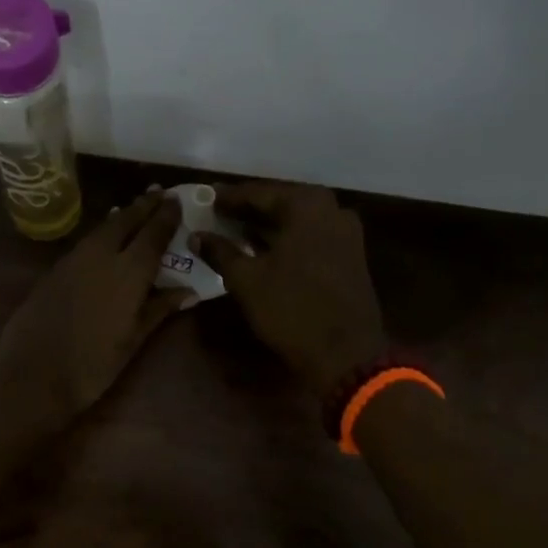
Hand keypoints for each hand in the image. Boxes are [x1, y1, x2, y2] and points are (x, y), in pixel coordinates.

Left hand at [0, 191, 186, 422]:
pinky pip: (86, 241)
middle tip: (158, 192)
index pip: (153, 234)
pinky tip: (105, 238)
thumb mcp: (133, 341)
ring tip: (135, 209)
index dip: (166, 216)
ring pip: (103, 228)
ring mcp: (74, 259)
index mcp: (128, 272)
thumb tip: (189, 290)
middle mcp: (102, 255)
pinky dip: (101, 232)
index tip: (177, 200)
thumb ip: (159, 309)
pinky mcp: (54, 269)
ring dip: (122, 216)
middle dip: (144, 206)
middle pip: (126, 221)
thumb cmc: (92, 365)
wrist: (32, 374)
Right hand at [194, 182, 385, 396]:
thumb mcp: (246, 279)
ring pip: (297, 220)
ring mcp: (346, 232)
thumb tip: (197, 236)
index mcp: (306, 205)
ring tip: (234, 230)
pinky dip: (286, 238)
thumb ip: (220, 251)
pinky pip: (310, 235)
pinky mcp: (350, 255)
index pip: (258, 193)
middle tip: (217, 213)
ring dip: (266, 224)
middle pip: (280, 202)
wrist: (346, 354)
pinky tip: (262, 248)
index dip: (228, 197)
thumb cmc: (291, 308)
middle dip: (248, 209)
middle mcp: (331, 209)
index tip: (205, 198)